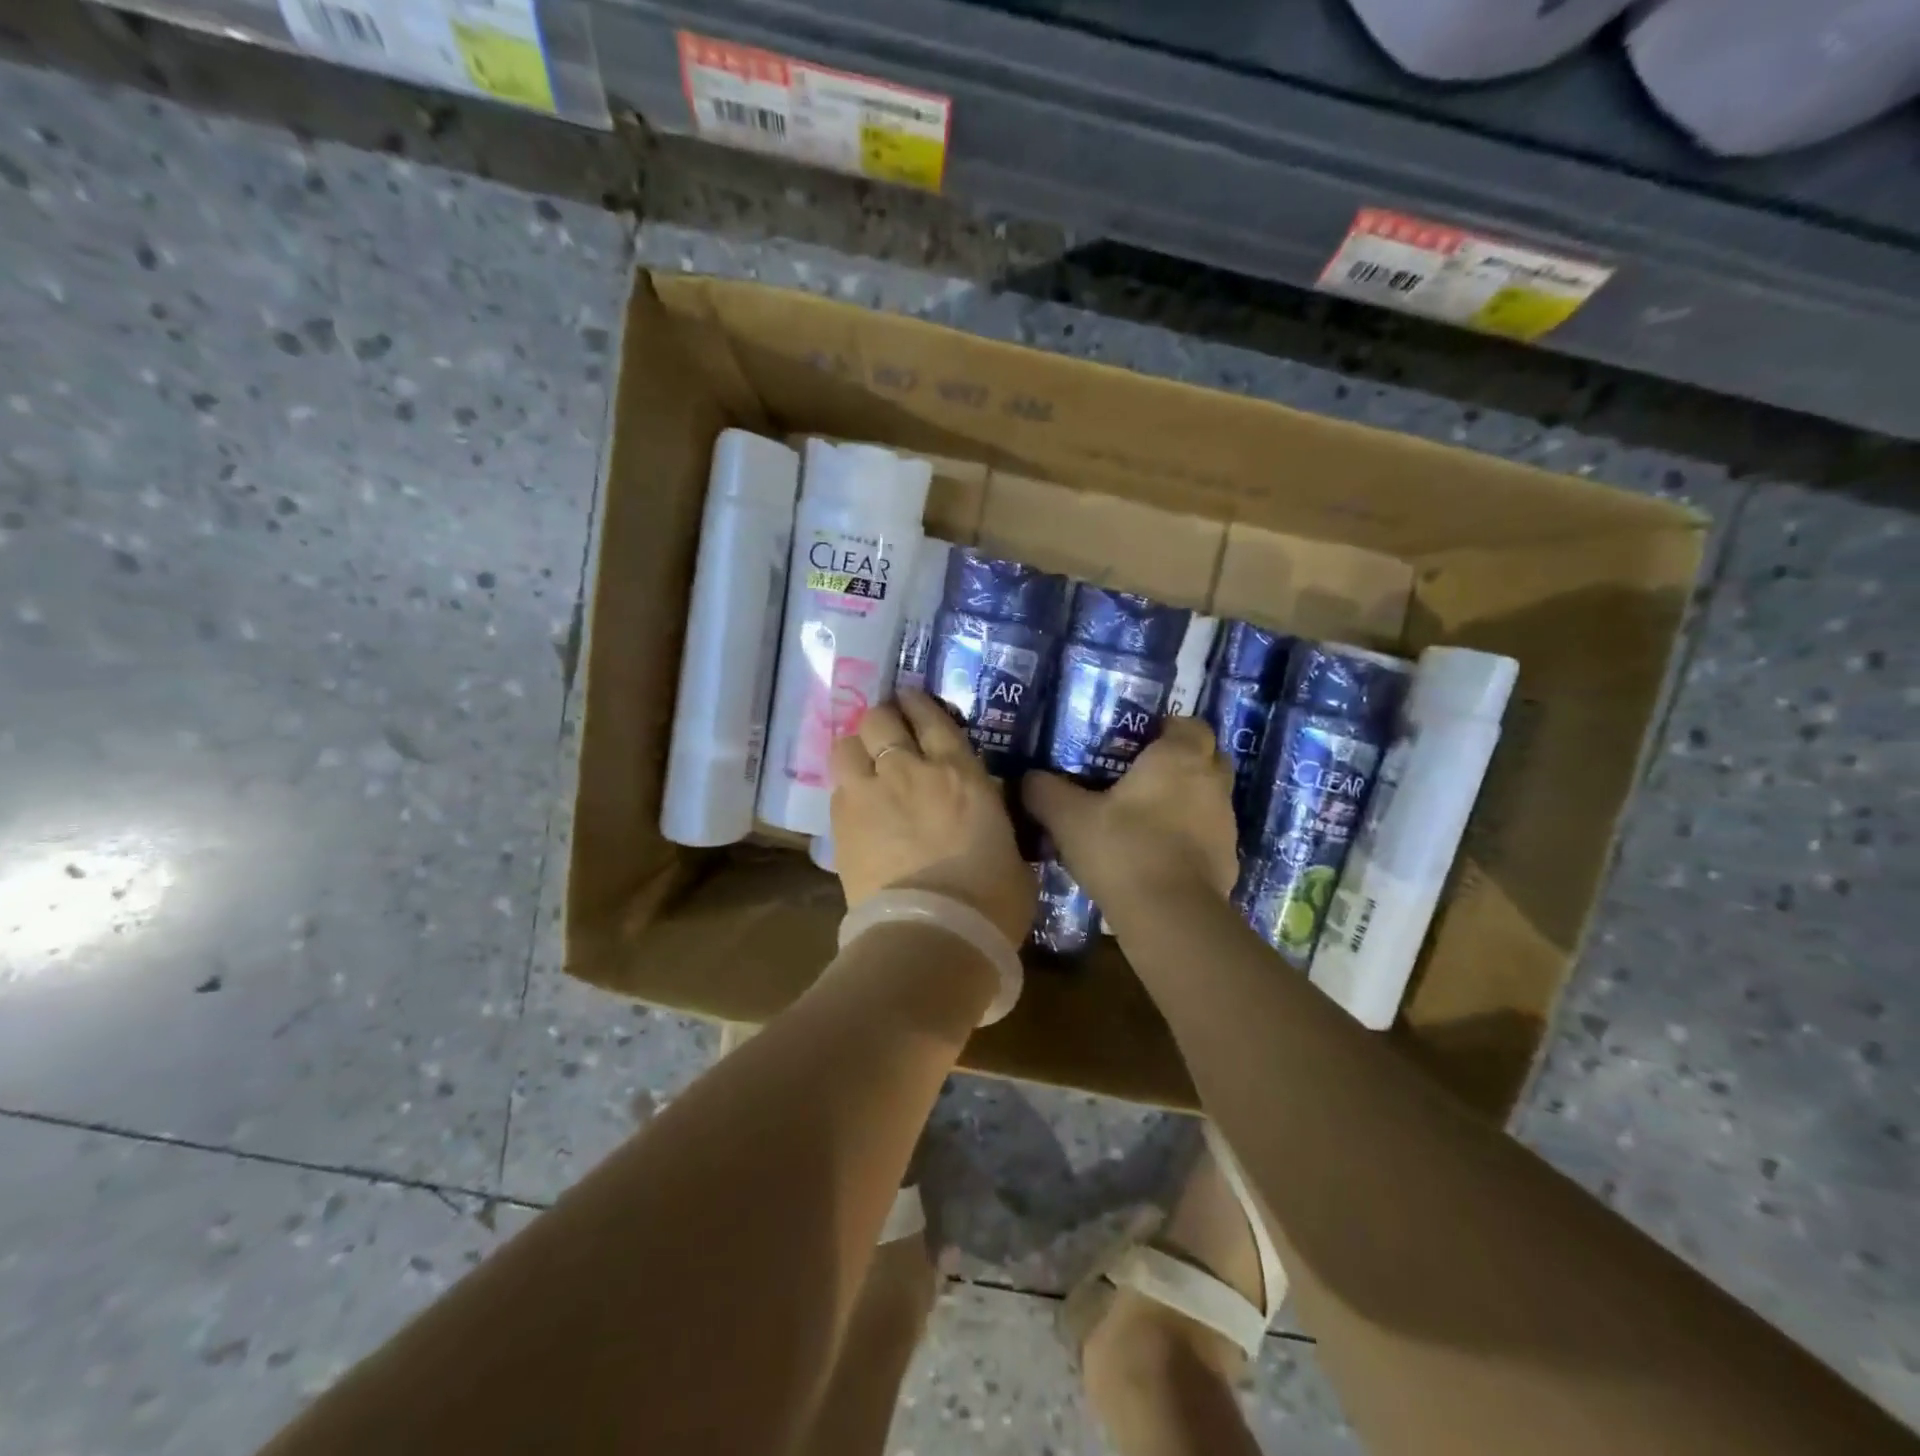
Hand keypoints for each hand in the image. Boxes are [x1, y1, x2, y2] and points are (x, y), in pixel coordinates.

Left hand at [829, 688, 1036, 945]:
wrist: (934, 934)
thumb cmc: (991, 900)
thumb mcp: (1012, 851)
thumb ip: (995, 823)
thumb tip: (989, 819)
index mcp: (960, 773)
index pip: (932, 718)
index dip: (919, 704)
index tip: (912, 701)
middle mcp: (910, 771)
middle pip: (880, 719)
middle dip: (882, 719)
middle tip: (887, 731)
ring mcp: (869, 794)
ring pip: (846, 744)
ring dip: (855, 748)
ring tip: (863, 762)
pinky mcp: (841, 826)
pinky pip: (837, 788)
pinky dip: (846, 788)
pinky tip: (855, 802)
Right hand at [1021, 716, 1238, 906]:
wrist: (1170, 917)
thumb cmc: (1123, 849)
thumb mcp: (1068, 818)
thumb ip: (1046, 791)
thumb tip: (1029, 778)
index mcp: (1179, 758)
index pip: (1190, 725)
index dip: (1167, 729)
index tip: (1138, 743)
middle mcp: (1211, 783)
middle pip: (1207, 758)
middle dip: (1181, 762)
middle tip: (1141, 776)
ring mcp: (1225, 824)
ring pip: (1208, 799)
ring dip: (1185, 803)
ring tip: (1145, 819)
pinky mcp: (1227, 862)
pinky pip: (1207, 837)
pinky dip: (1188, 839)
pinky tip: (1157, 856)